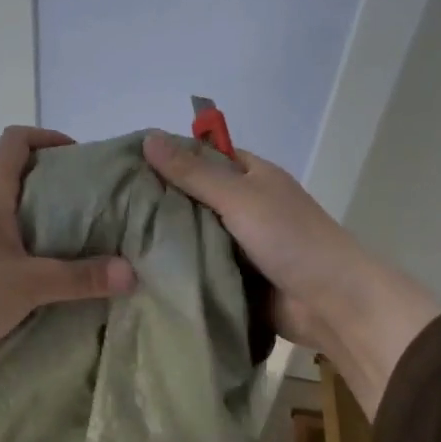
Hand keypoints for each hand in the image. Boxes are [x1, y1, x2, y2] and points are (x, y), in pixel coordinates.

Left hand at [0, 128, 135, 410]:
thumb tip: (132, 272)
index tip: (81, 159)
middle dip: (61, 187)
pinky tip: (54, 278)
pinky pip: (9, 248)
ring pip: (16, 218)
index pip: (15, 143)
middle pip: (21, 179)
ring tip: (86, 244)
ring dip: (49, 224)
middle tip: (99, 207)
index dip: (48, 138)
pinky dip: (35, 253)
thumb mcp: (28, 286)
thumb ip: (80, 278)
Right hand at [142, 132, 440, 415]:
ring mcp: (240, 245)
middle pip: (194, 197)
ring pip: (194, 235)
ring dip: (165, 239)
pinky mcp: (235, 279)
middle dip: (159, 201)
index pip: (203, 156)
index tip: (123, 165)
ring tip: (113, 239)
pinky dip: (178, 268)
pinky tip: (138, 270)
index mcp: (252, 176)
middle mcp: (245, 206)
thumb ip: (194, 173)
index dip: (168, 157)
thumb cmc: (290, 239)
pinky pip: (200, 267)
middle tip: (108, 206)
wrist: (332, 303)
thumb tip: (148, 138)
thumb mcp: (239, 197)